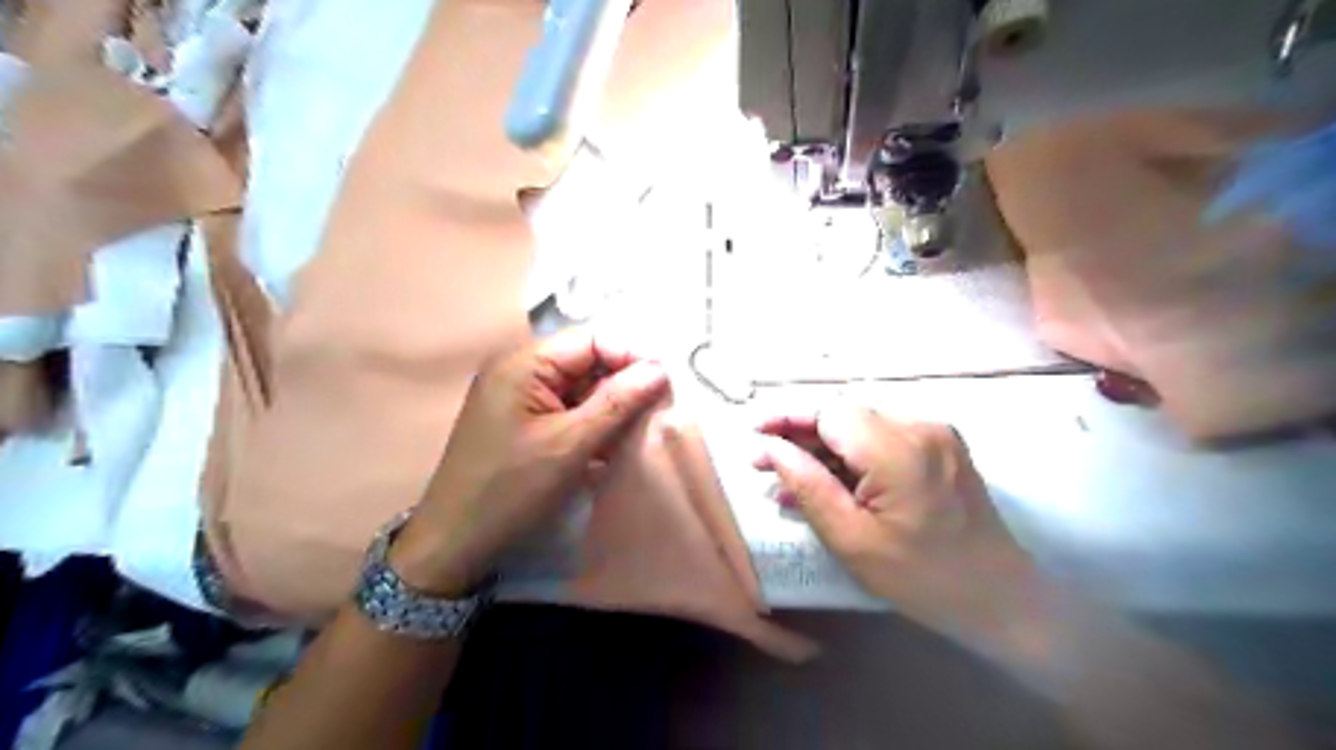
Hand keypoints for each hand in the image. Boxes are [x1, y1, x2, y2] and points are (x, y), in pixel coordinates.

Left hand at [392, 329, 672, 596]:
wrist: (456, 541)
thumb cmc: (511, 489)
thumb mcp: (571, 444)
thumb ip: (617, 402)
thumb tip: (660, 369)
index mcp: (524, 363)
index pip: (591, 339)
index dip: (629, 355)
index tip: (663, 385)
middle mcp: (520, 369)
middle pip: (586, 361)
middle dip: (621, 384)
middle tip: (654, 412)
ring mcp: (520, 395)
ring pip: (580, 387)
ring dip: (608, 408)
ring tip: (633, 434)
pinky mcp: (523, 420)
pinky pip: (567, 408)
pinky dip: (591, 423)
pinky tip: (607, 448)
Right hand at [757, 407, 1036, 629]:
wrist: (1001, 597)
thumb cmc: (922, 577)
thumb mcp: (852, 540)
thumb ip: (808, 486)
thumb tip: (770, 448)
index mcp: (898, 450)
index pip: (828, 412)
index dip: (787, 419)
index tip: (754, 433)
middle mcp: (919, 427)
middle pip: (844, 416)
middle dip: (801, 437)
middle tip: (765, 465)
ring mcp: (935, 433)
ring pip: (861, 427)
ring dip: (824, 449)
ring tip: (791, 482)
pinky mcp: (942, 445)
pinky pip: (884, 439)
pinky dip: (852, 457)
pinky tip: (830, 483)